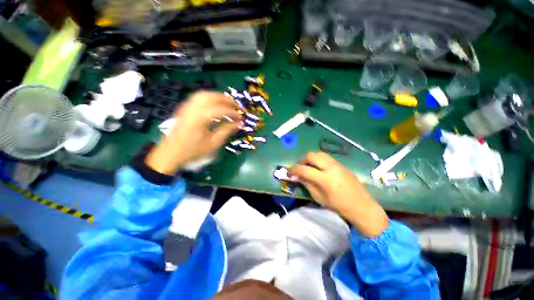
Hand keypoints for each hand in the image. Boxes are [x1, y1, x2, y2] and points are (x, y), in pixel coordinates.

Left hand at [145, 91, 241, 174]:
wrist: (171, 153)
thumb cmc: (193, 151)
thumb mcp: (213, 143)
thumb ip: (226, 131)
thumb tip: (238, 123)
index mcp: (201, 118)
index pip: (221, 110)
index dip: (233, 113)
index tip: (241, 118)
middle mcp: (193, 108)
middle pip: (212, 97)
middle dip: (227, 100)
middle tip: (237, 106)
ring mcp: (187, 107)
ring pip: (204, 94)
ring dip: (218, 96)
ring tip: (227, 103)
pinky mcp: (184, 108)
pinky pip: (198, 97)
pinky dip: (209, 97)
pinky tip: (214, 104)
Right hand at [289, 152, 387, 236]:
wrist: (362, 206)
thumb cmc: (339, 205)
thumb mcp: (319, 197)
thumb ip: (306, 184)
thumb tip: (294, 176)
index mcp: (324, 178)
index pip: (304, 169)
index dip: (293, 170)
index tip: (289, 173)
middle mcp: (330, 167)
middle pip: (311, 155)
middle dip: (302, 160)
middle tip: (300, 169)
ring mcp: (337, 164)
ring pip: (319, 153)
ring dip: (310, 158)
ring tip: (309, 167)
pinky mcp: (341, 164)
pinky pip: (326, 157)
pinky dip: (318, 160)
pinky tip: (319, 169)